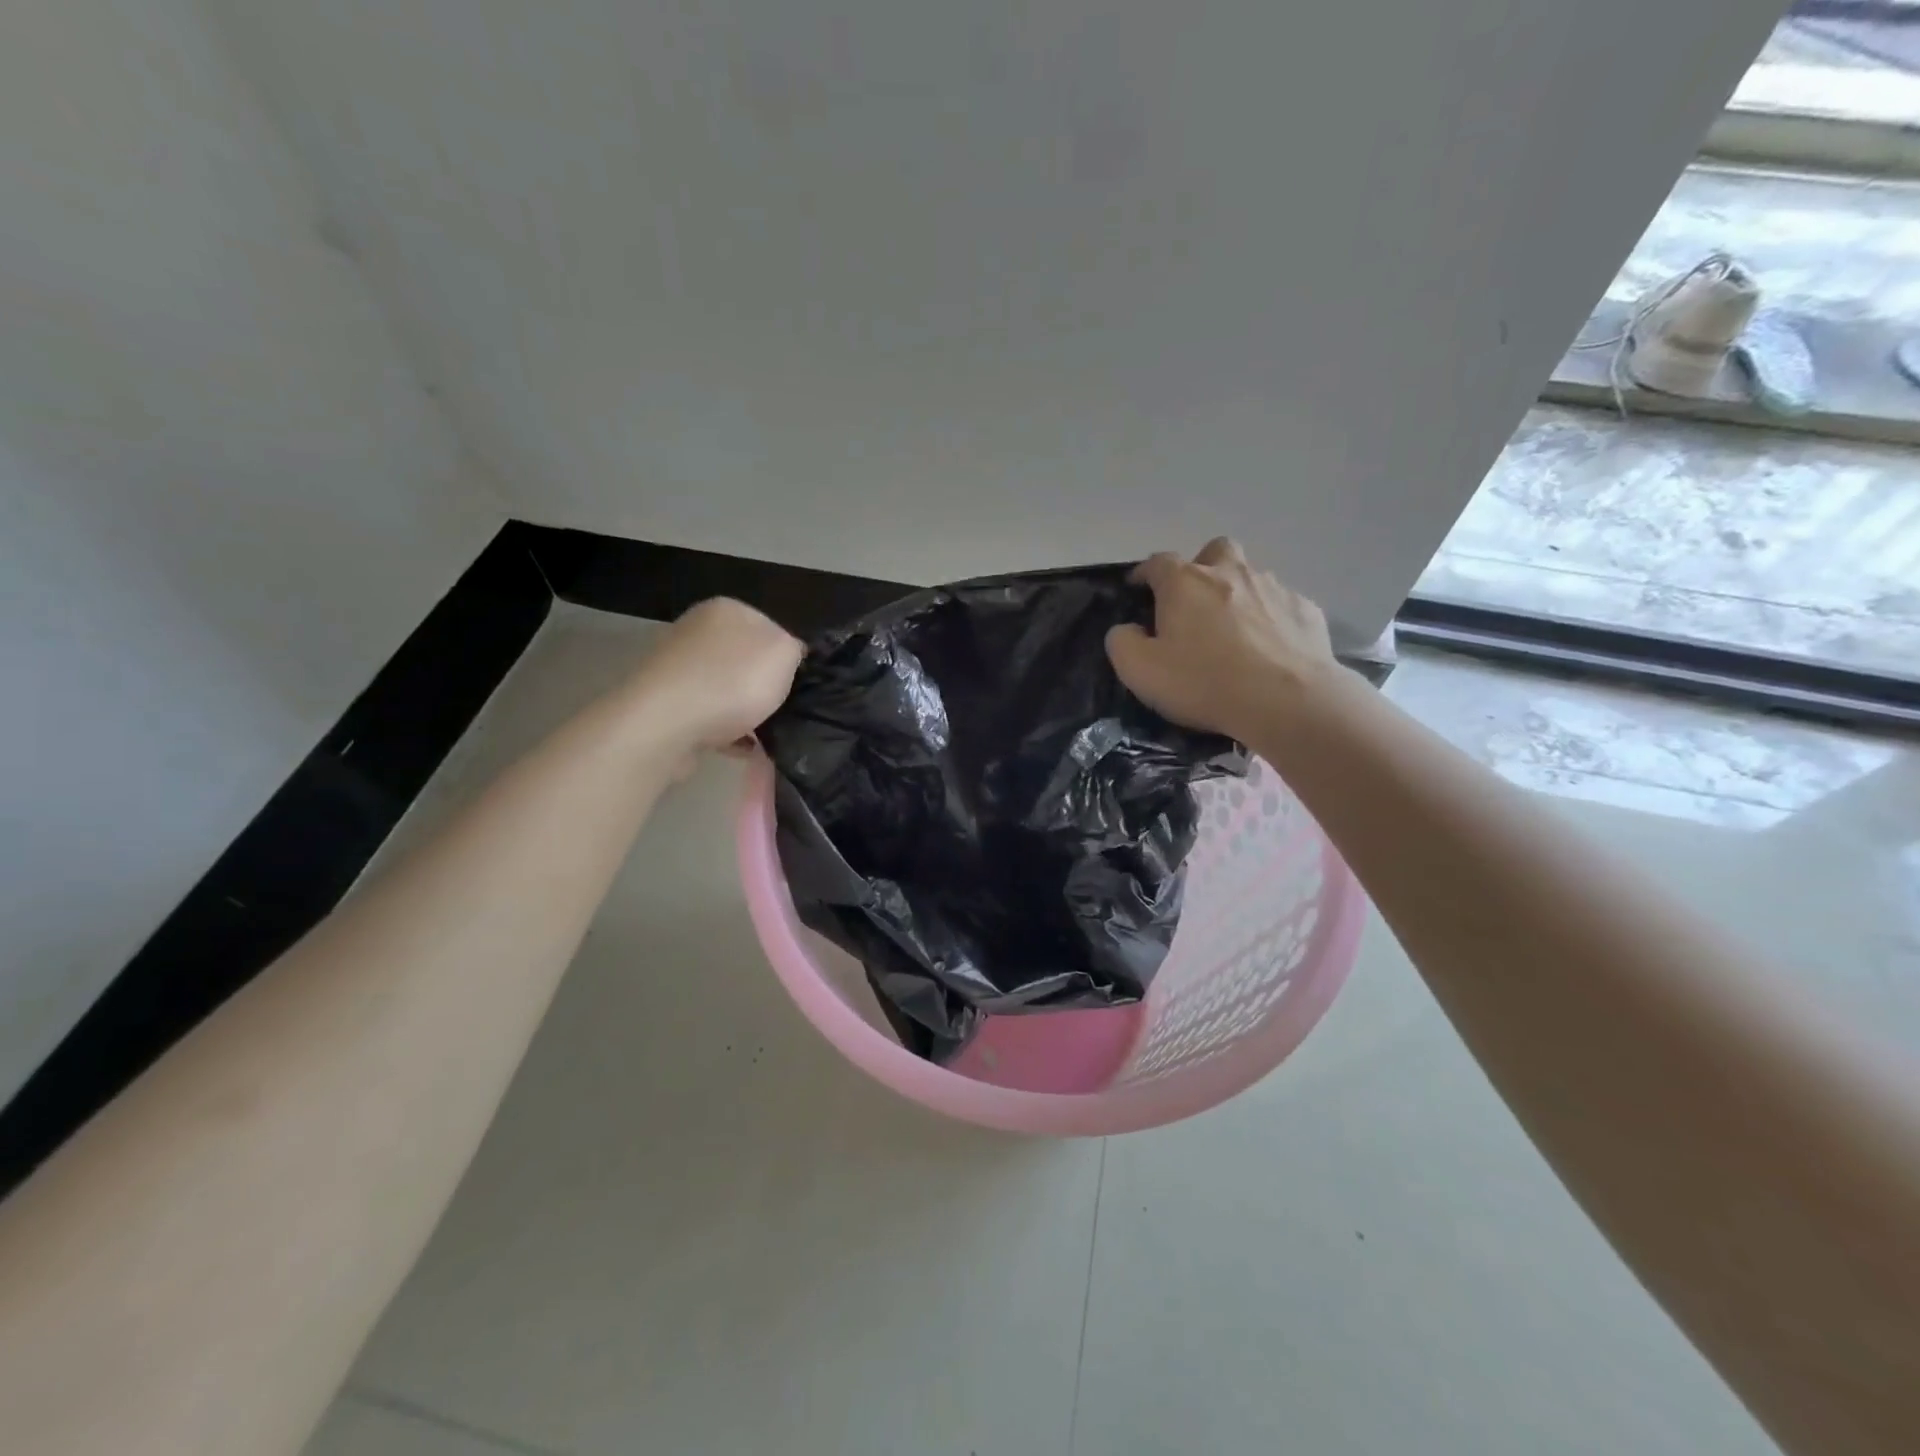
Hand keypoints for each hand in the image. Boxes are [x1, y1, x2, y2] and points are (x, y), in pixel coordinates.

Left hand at [635, 598, 803, 752]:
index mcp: (726, 609)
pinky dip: (726, 731)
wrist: (664, 725)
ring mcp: (676, 667)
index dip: (788, 659)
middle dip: (764, 687)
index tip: (797, 685)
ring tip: (763, 736)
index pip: (771, 629)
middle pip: (747, 660)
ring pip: (726, 690)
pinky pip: (708, 715)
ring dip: (746, 713)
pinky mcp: (664, 703)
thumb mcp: (785, 654)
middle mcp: (696, 630)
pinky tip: (741, 749)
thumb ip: (795, 648)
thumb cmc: (731, 682)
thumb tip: (790, 656)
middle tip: (783, 711)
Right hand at [1106, 537, 1338, 741]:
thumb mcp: (1140, 671)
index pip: (1157, 562)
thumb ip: (1122, 643)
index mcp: (1185, 583)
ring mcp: (1273, 588)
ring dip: (1239, 594)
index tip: (1138, 589)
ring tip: (1235, 632)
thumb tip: (1127, 629)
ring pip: (1251, 577)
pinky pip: (1281, 606)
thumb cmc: (1204, 682)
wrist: (1286, 701)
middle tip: (1196, 602)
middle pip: (1214, 551)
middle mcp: (1230, 572)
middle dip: (1202, 568)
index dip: (1144, 574)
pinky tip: (1270, 649)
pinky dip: (1271, 619)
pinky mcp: (1305, 610)